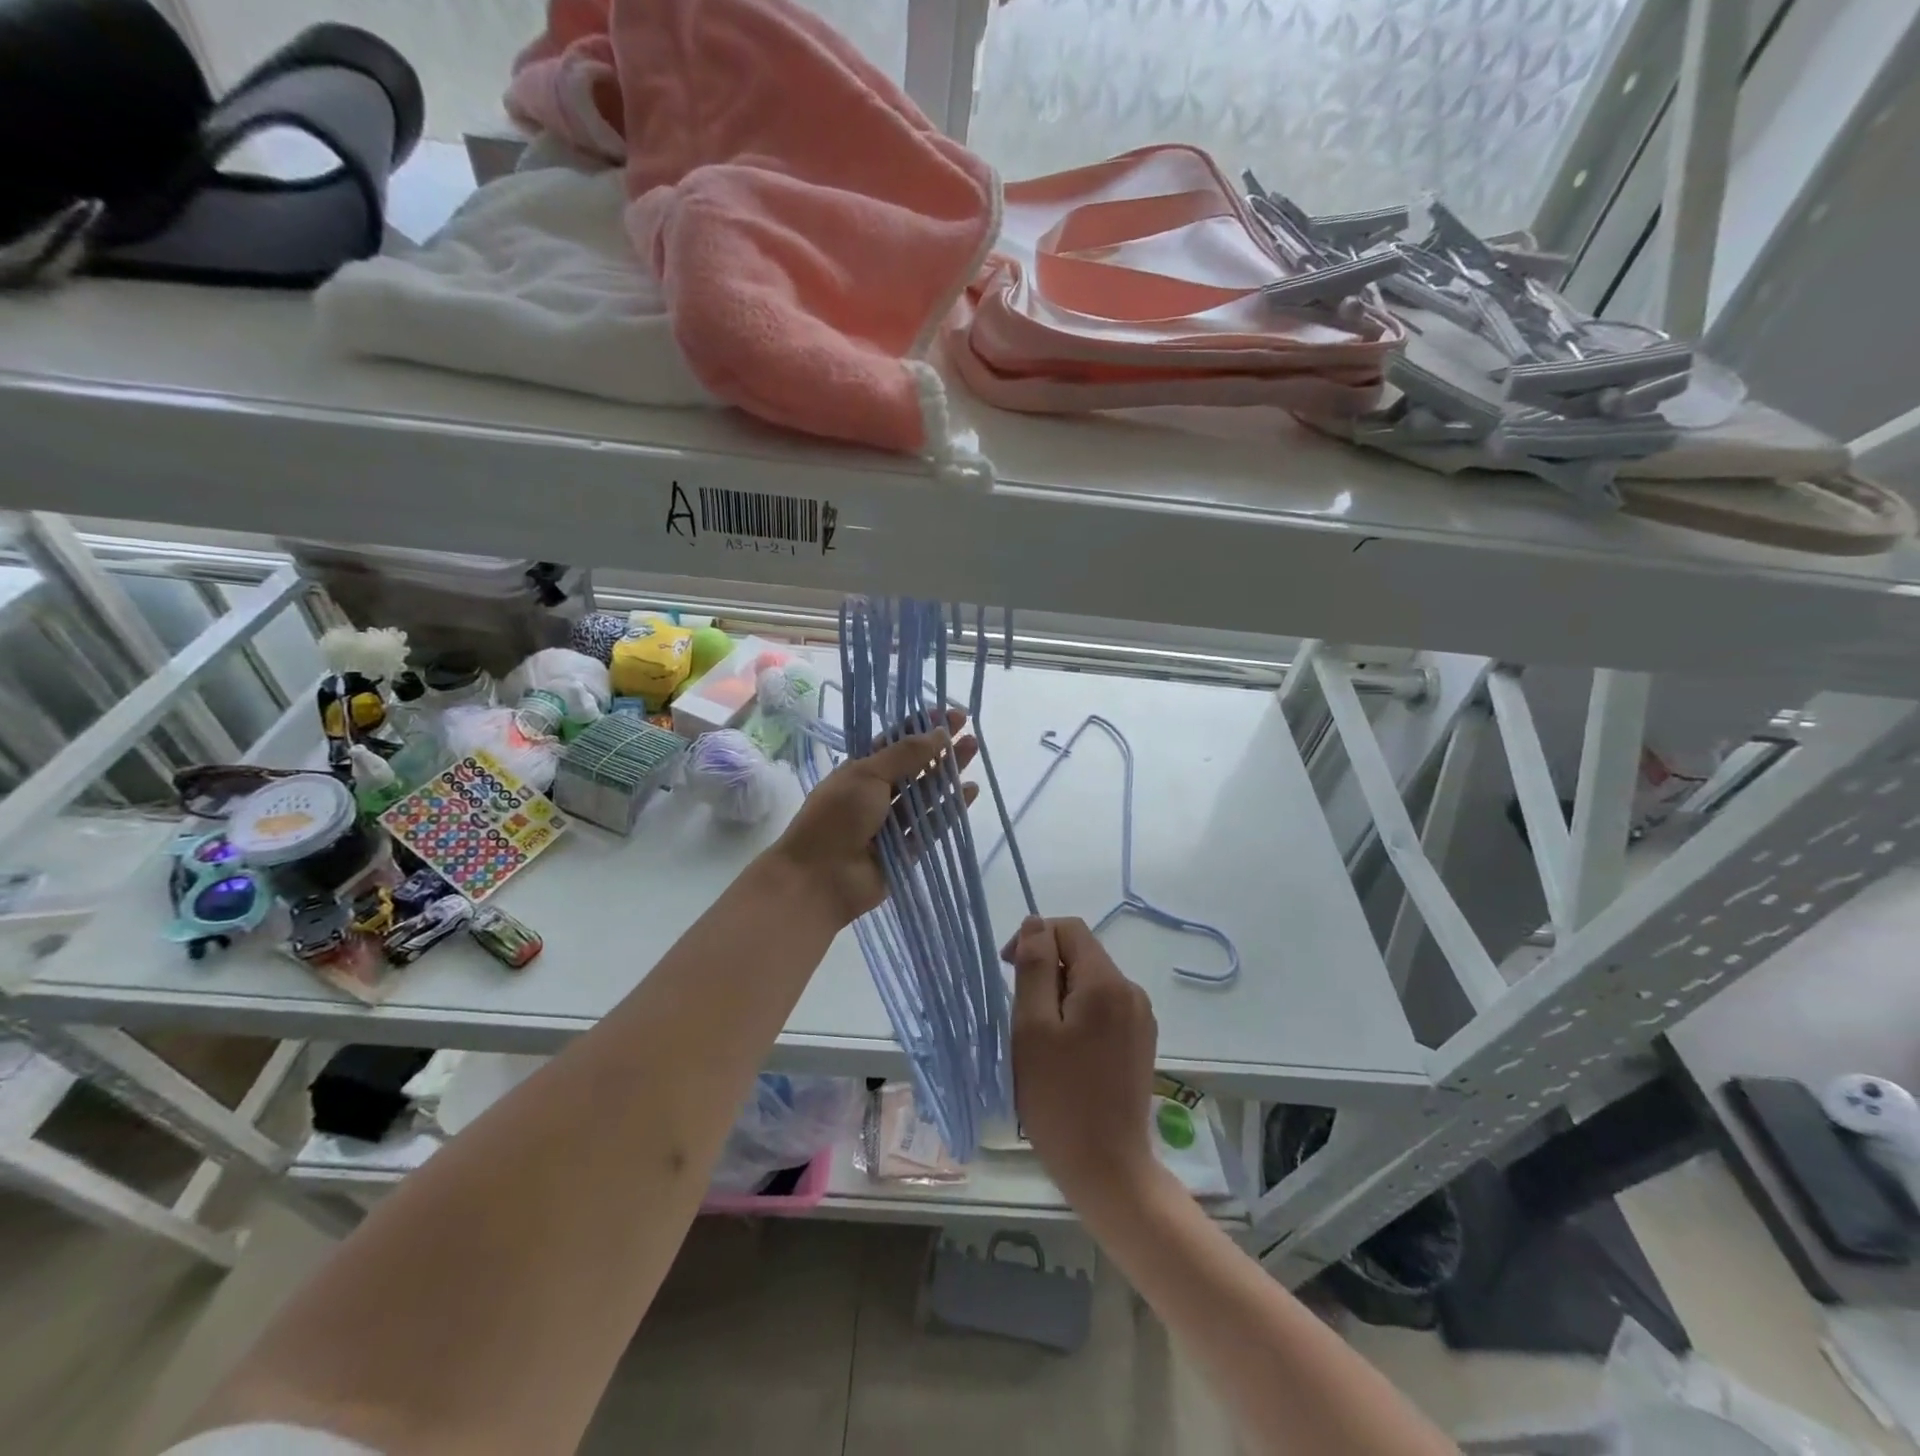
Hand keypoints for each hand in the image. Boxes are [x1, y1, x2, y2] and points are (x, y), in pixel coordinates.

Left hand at [771, 708, 977, 924]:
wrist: (820, 877)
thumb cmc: (836, 817)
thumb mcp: (867, 775)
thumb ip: (905, 755)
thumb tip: (939, 733)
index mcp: (860, 770)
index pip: (894, 742)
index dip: (919, 726)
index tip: (947, 713)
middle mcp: (877, 793)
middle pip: (915, 765)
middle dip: (940, 746)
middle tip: (968, 727)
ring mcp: (893, 822)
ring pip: (927, 792)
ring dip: (949, 771)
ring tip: (974, 748)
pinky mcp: (908, 848)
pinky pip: (933, 824)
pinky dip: (951, 807)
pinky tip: (970, 790)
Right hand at [1007, 916, 1158, 1208]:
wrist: (1107, 1169)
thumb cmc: (1059, 1098)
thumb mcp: (1032, 1027)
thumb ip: (1034, 967)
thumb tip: (1035, 923)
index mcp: (1106, 982)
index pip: (1068, 929)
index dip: (1033, 939)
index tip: (1007, 971)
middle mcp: (1131, 991)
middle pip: (1081, 954)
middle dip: (1045, 970)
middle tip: (1020, 1015)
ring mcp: (1140, 1018)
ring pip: (1090, 982)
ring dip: (1059, 995)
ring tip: (1040, 1039)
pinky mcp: (1140, 1042)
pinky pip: (1103, 1008)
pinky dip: (1078, 1015)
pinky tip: (1064, 1053)